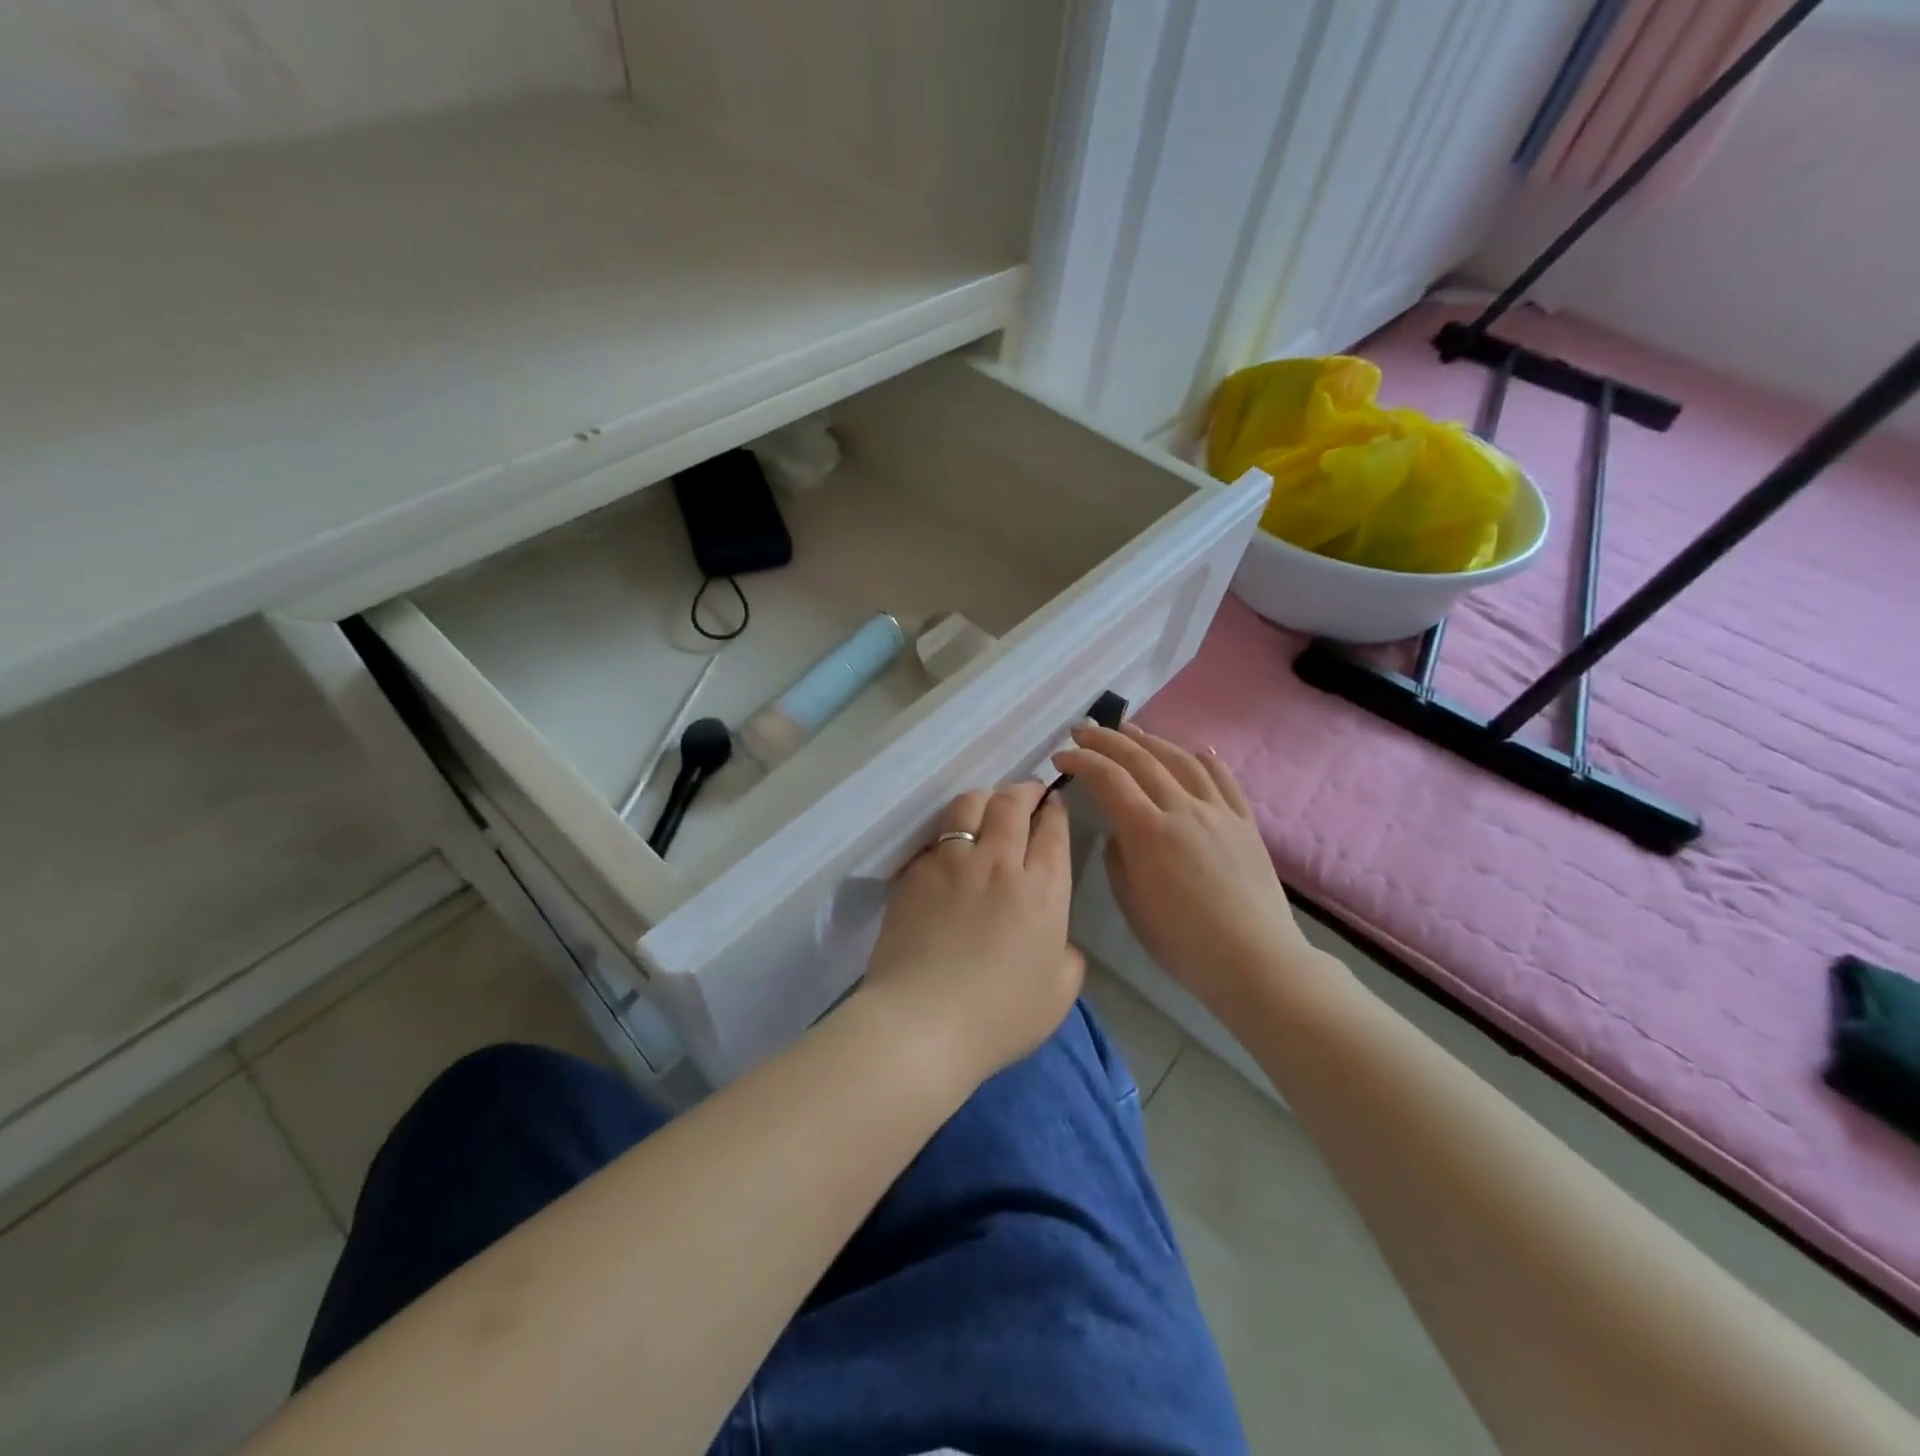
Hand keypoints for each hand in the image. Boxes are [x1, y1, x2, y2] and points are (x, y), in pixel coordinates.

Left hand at [861, 781, 1083, 1085]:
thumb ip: (1067, 956)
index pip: (1053, 830)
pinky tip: (949, 845)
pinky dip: (949, 833)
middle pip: (1012, 804)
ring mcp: (952, 862)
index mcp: (1043, 889)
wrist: (924, 1023)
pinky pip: (936, 837)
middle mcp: (999, 863)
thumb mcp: (1058, 994)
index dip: (1055, 810)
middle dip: (1024, 790)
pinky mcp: (916, 872)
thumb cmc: (1000, 1016)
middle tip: (1027, 792)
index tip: (1054, 804)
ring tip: (987, 805)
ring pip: (970, 805)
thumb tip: (1057, 940)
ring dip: (985, 798)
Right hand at [1052, 723, 1317, 1016]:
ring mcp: (1219, 813)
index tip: (1060, 757)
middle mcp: (1183, 809)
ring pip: (1182, 761)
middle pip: (1141, 760)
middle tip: (1083, 730)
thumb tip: (1121, 833)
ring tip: (1130, 730)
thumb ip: (1119, 859)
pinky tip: (1197, 750)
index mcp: (1148, 832)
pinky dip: (1206, 760)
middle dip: (1106, 740)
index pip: (1108, 779)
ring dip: (1151, 741)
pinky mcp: (1245, 824)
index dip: (1081, 762)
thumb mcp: (1132, 904)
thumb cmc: (1183, 942)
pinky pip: (1225, 781)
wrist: (1255, 961)